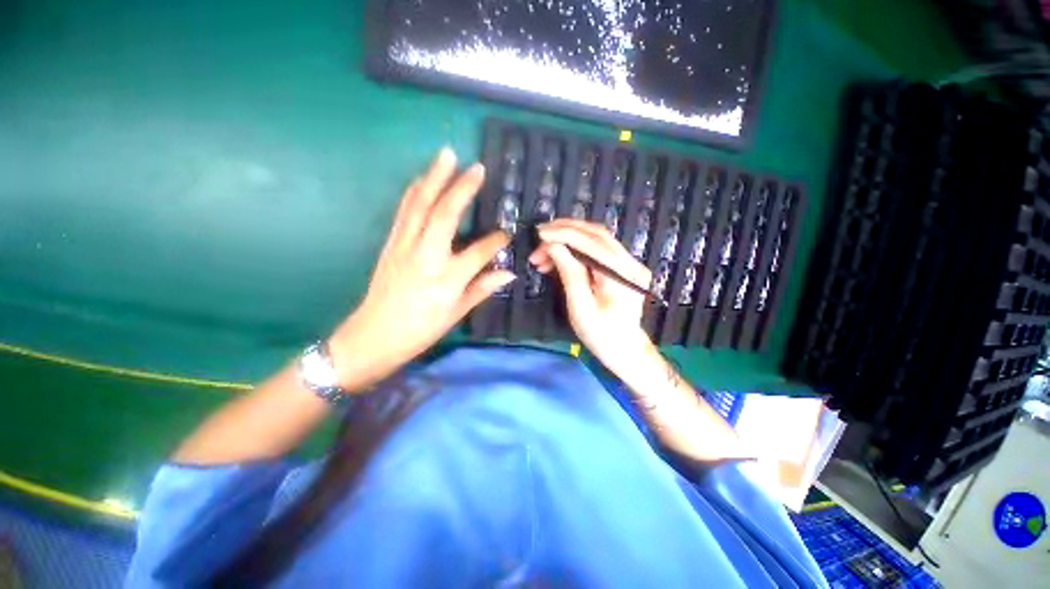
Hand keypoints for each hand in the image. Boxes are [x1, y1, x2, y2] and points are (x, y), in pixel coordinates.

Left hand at [329, 148, 513, 390]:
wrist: (373, 336)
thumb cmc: (420, 330)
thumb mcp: (455, 314)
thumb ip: (481, 289)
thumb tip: (508, 273)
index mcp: (445, 279)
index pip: (478, 252)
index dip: (495, 241)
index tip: (507, 233)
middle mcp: (425, 256)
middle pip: (444, 215)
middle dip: (462, 188)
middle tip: (476, 166)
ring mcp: (404, 246)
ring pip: (420, 205)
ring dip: (434, 178)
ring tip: (446, 156)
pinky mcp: (390, 244)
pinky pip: (404, 211)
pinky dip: (414, 192)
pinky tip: (421, 180)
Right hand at [529, 219, 653, 365]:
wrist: (625, 351)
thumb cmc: (601, 335)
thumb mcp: (580, 307)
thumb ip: (570, 273)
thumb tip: (554, 246)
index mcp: (622, 275)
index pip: (592, 243)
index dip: (564, 234)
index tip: (540, 234)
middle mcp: (630, 263)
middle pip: (596, 234)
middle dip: (564, 231)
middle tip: (539, 236)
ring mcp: (628, 264)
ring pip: (595, 238)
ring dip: (567, 239)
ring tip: (542, 253)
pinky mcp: (621, 267)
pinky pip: (596, 249)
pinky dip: (575, 249)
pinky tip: (557, 258)